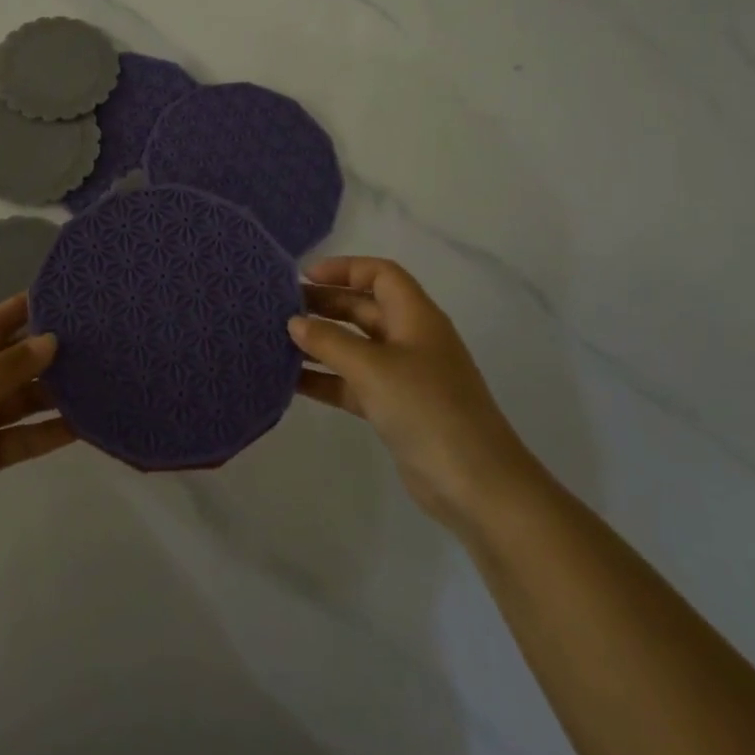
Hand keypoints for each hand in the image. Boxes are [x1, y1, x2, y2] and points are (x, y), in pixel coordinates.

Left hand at [0, 294, 75, 569]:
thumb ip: (6, 369)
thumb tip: (52, 340)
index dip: (31, 308)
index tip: (74, 297)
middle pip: (16, 359)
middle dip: (53, 352)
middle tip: (102, 340)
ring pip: (26, 397)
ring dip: (57, 392)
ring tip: (102, 379)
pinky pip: (26, 434)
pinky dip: (51, 430)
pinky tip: (85, 423)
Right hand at [291, 256, 538, 531]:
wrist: (477, 486)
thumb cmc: (427, 410)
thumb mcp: (373, 368)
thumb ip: (329, 341)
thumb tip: (294, 322)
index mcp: (416, 317)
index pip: (380, 275)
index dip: (344, 268)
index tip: (304, 277)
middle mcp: (410, 339)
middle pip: (363, 308)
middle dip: (325, 305)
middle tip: (280, 309)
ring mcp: (404, 376)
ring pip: (355, 347)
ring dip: (320, 343)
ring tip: (277, 340)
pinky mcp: (394, 408)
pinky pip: (352, 382)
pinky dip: (325, 379)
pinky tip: (290, 381)